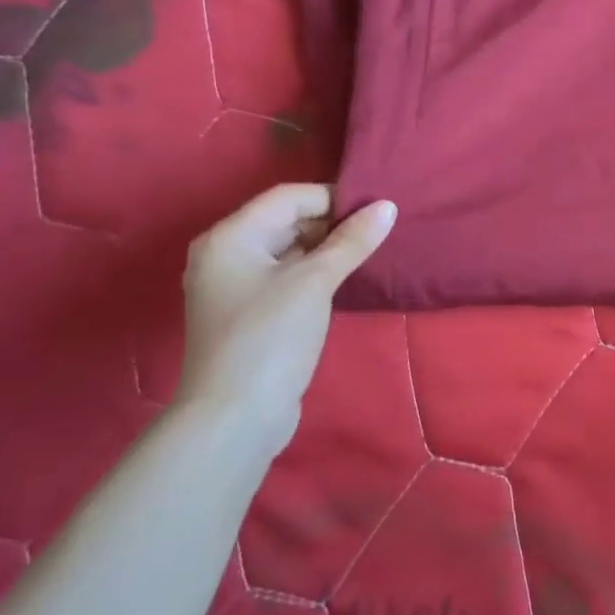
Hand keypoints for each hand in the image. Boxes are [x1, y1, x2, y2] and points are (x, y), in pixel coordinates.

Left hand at [175, 184, 395, 447]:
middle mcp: (226, 255)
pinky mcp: (250, 314)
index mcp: (230, 237)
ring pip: (288, 251)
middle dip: (332, 223)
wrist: (235, 417)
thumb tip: (388, 207)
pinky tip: (345, 279)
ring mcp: (235, 287)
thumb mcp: (315, 282)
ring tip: (369, 252)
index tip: (377, 210)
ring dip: (327, 249)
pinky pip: (286, 277)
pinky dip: (315, 272)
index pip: (288, 197)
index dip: (333, 198)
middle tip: (378, 232)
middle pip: (285, 221)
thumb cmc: (270, 337)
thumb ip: (352, 241)